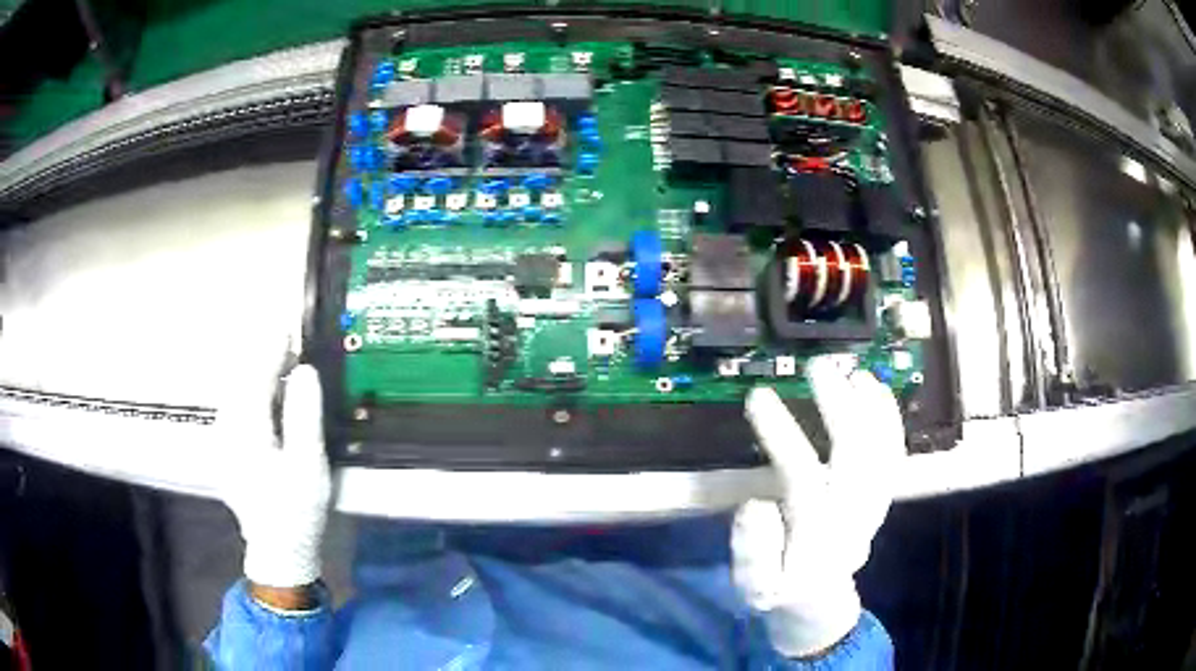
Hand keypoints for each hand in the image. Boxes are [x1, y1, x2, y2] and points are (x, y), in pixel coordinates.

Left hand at [220, 364, 330, 593]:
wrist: (279, 550)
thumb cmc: (297, 511)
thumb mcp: (308, 465)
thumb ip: (303, 415)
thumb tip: (304, 371)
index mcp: (245, 431)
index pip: (255, 375)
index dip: (272, 348)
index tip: (289, 327)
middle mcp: (225, 429)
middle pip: (240, 379)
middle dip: (263, 357)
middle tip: (291, 347)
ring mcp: (221, 440)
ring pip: (235, 392)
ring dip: (257, 374)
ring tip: (283, 367)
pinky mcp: (224, 449)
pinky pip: (235, 407)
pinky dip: (251, 392)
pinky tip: (268, 397)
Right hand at [732, 356, 904, 657]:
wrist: (819, 600)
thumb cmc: (781, 589)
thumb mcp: (754, 585)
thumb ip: (752, 550)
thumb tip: (756, 503)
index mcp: (817, 534)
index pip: (801, 476)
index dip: (781, 433)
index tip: (758, 395)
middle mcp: (853, 515)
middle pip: (855, 455)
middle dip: (840, 407)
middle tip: (818, 367)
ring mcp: (874, 504)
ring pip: (883, 451)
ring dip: (874, 409)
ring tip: (855, 372)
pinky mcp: (882, 497)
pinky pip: (894, 455)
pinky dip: (890, 421)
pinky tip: (878, 392)